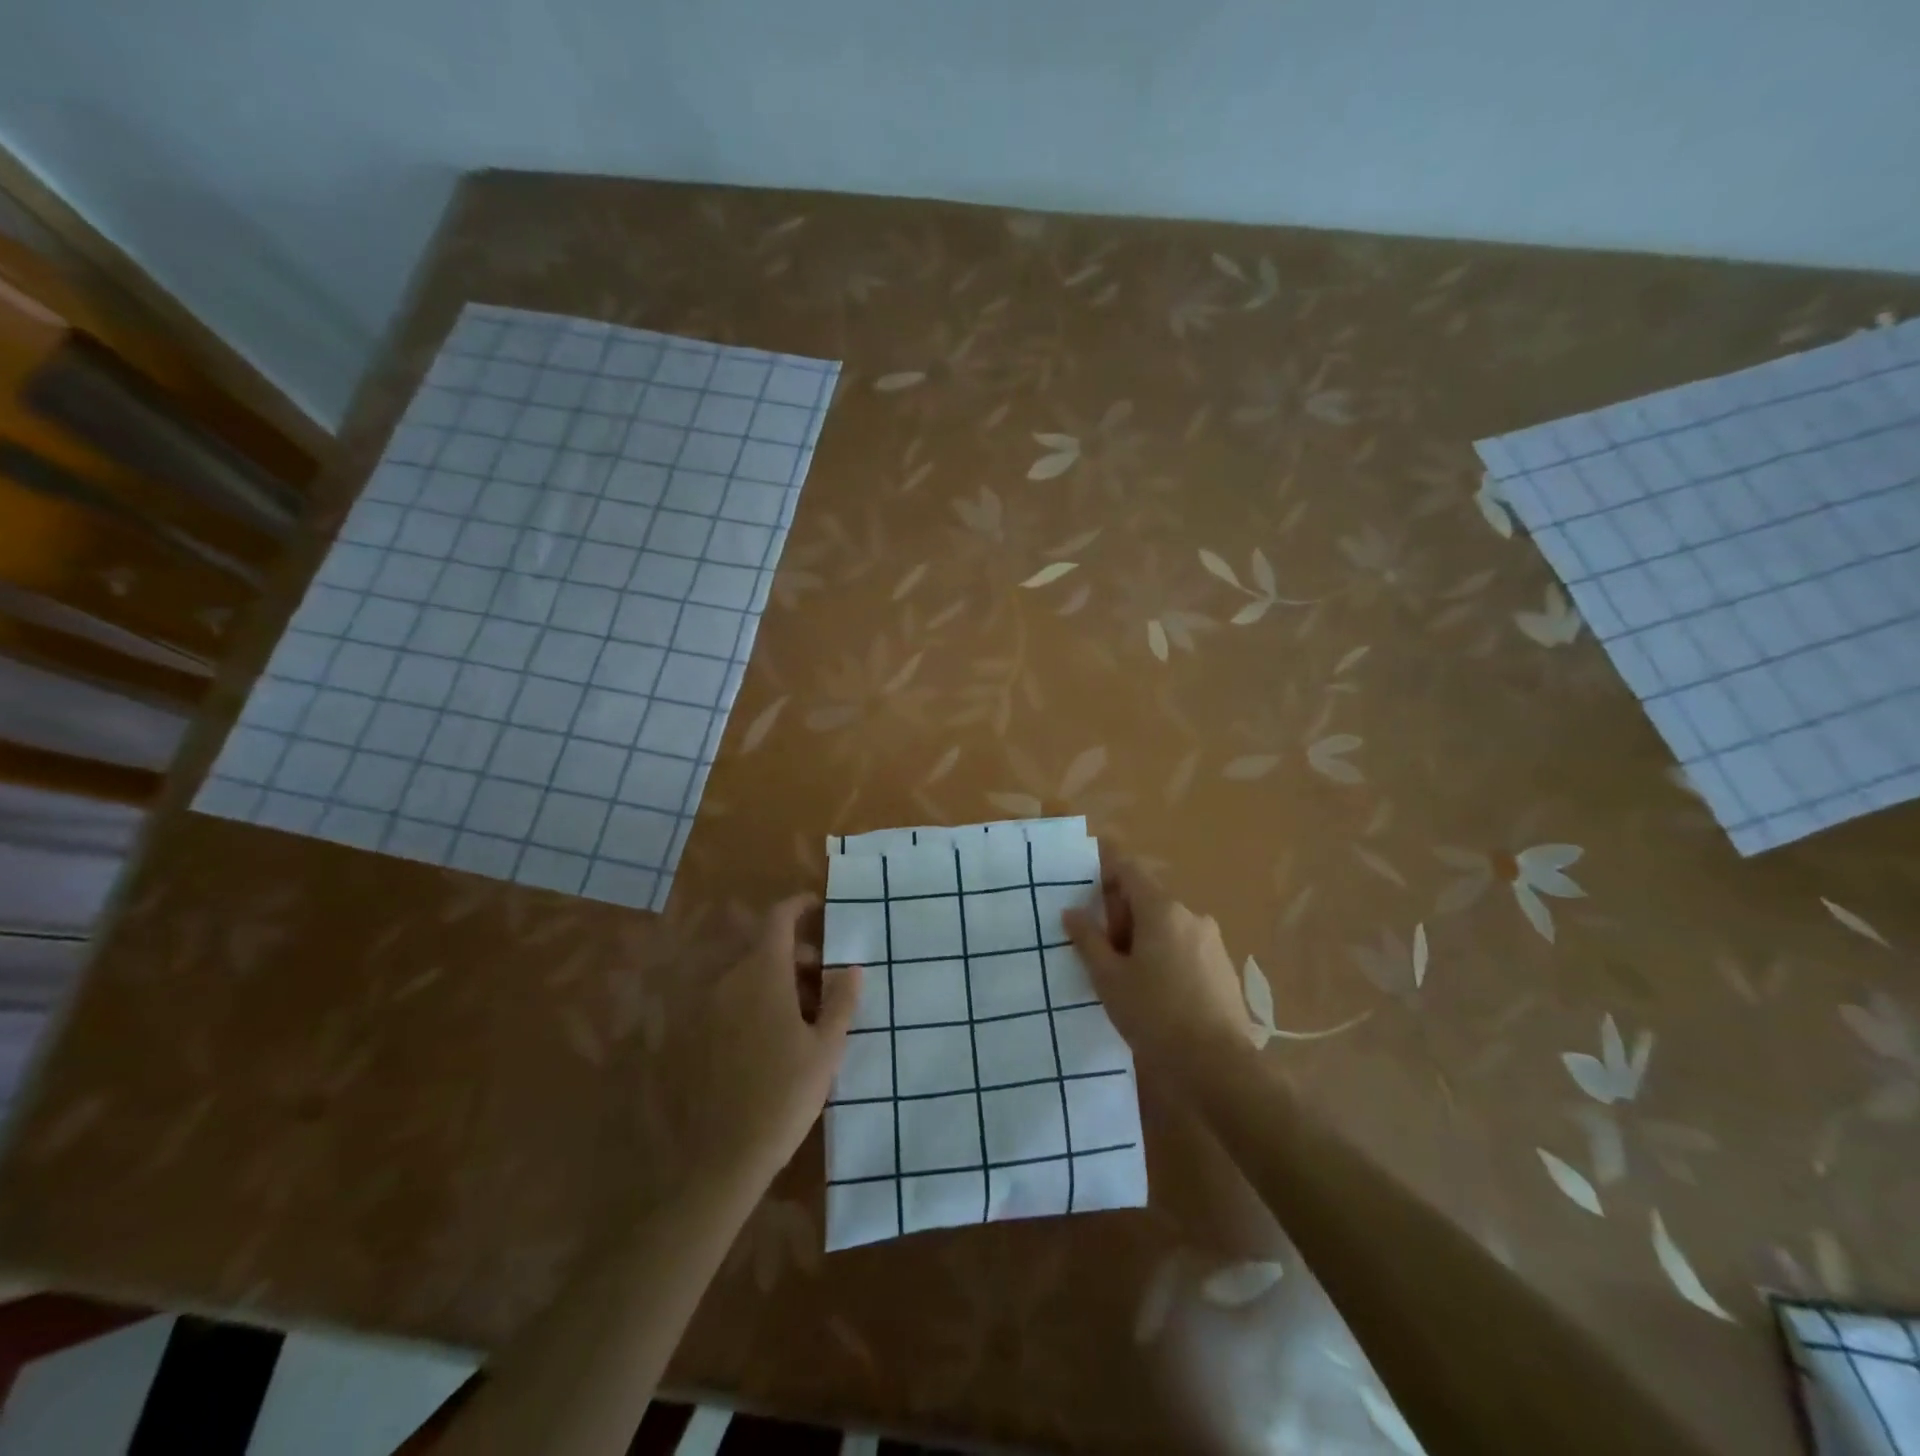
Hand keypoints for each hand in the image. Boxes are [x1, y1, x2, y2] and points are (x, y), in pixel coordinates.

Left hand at [666, 896, 860, 1193]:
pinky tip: (773, 1038)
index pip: (778, 919)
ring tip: (805, 1017)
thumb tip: (852, 968)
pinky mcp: (693, 1034)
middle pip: (766, 949)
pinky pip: (731, 1000)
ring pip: (748, 975)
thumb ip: (841, 1002)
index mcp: (763, 975)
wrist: (722, 1158)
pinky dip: (755, 1001)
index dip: (799, 906)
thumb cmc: (784, 1096)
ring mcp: (706, 1007)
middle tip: (827, 982)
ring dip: (777, 981)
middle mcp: (729, 981)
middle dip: (799, 956)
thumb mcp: (825, 1050)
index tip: (820, 908)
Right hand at [1062, 857, 1256, 1080]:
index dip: (1106, 878)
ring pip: (1168, 926)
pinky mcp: (1224, 968)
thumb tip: (1071, 912)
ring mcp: (1212, 942)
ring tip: (1130, 981)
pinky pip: (1187, 948)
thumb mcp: (1108, 979)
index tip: (1089, 906)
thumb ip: (1088, 940)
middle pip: (1149, 900)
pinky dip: (1168, 958)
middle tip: (1104, 957)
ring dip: (1145, 941)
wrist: (1218, 1065)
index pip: (1130, 871)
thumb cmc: (1155, 1015)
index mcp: (1162, 910)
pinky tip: (1159, 996)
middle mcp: (1191, 916)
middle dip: (1123, 919)